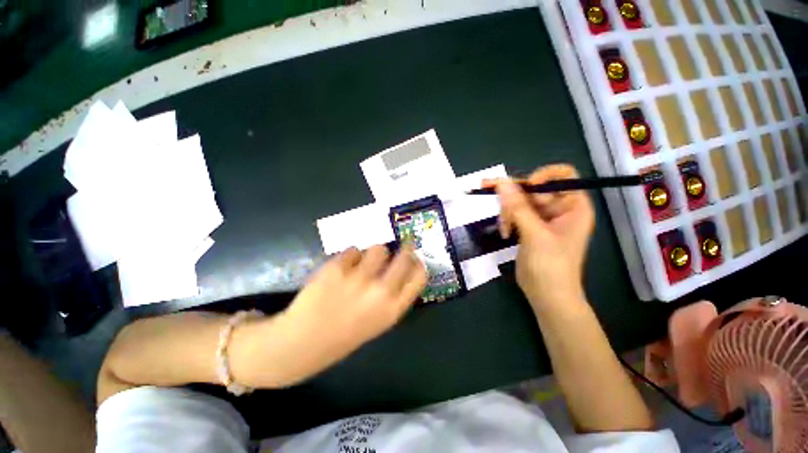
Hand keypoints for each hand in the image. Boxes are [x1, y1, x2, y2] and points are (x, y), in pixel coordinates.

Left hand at [275, 245, 426, 384]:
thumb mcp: (379, 321)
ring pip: (378, 248)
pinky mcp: (337, 268)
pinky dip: (350, 256)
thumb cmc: (345, 334)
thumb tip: (405, 267)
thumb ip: (395, 296)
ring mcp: (358, 278)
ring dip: (373, 253)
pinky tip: (342, 269)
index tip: (415, 257)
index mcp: (393, 309)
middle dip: (405, 248)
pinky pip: (353, 250)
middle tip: (402, 245)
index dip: (418, 262)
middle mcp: (380, 292)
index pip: (419, 276)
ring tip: (364, 261)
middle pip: (404, 257)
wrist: (303, 342)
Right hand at [488, 164, 594, 310]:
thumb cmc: (550, 266)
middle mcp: (559, 208)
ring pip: (519, 200)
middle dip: (513, 196)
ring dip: (507, 210)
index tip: (525, 188)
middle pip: (534, 188)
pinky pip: (514, 212)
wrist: (546, 294)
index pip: (561, 175)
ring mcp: (542, 218)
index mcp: (573, 205)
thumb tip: (501, 182)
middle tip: (488, 190)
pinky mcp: (529, 226)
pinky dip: (507, 220)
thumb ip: (518, 207)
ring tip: (505, 228)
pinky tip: (505, 233)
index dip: (542, 176)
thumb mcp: (534, 234)